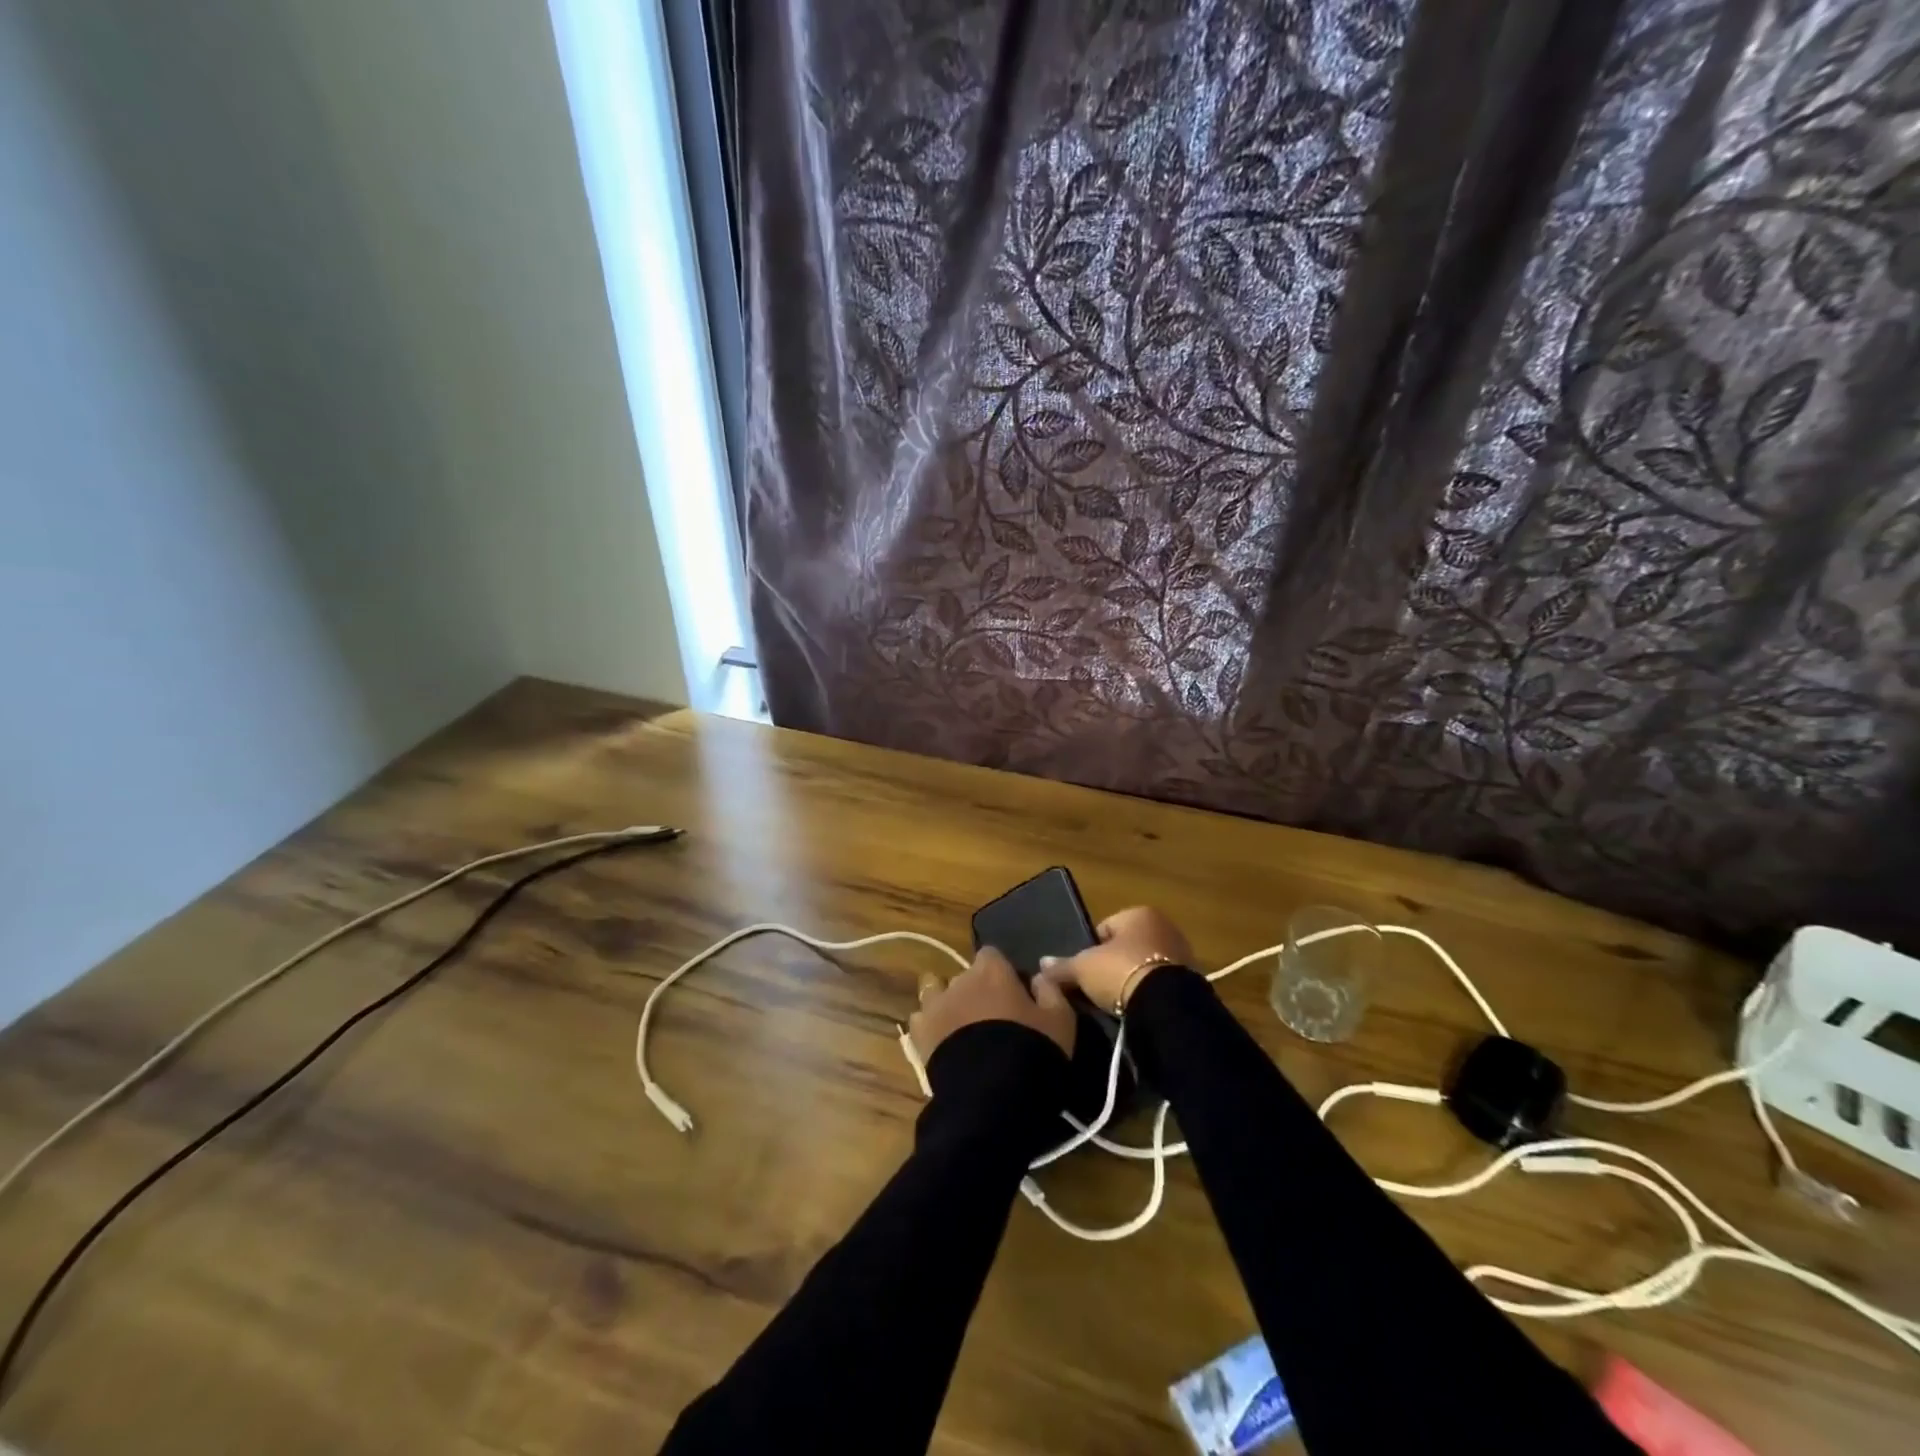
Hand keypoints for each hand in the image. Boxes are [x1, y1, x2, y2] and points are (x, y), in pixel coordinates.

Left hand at [909, 947, 1075, 1061]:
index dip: (1002, 972)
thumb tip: (1040, 978)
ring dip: (947, 1002)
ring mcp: (935, 1004)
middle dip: (976, 990)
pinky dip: (929, 1026)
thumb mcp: (1060, 1020)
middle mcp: (960, 979)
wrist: (993, 1090)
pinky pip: (920, 1019)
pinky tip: (941, 1043)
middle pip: (966, 975)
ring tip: (960, 1027)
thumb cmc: (1032, 1049)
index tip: (1013, 993)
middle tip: (991, 1018)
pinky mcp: (919, 1032)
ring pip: (935, 990)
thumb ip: (1050, 991)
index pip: (992, 955)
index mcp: (993, 970)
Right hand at [1036, 905, 1194, 1011]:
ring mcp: (1181, 953)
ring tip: (1117, 1003)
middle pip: (1126, 946)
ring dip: (1131, 980)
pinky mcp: (1191, 980)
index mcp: (1139, 913)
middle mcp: (1164, 926)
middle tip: (1099, 988)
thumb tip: (1041, 964)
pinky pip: (1159, 983)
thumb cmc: (1120, 971)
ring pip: (1144, 965)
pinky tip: (1137, 1009)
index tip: (1085, 972)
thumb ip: (1062, 965)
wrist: (1165, 1006)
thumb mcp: (1083, 968)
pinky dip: (1148, 993)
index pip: (1105, 928)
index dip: (1091, 951)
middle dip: (1113, 966)